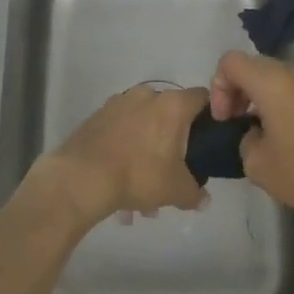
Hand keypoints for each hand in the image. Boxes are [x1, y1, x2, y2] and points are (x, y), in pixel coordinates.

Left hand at [38, 84, 209, 225]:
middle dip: (174, 140)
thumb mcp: (176, 190)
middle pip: (170, 113)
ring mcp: (119, 102)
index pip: (202, 97)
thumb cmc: (139, 174)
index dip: (210, 115)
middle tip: (174, 169)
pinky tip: (120, 179)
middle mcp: (147, 95)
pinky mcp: (98, 114)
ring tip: (142, 189)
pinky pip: (122, 129)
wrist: (82, 175)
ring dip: (148, 148)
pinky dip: (126, 147)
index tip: (209, 137)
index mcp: (172, 105)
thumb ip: (195, 193)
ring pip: (144, 123)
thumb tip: (203, 199)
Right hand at [209, 51, 293, 225]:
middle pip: (253, 66)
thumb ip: (244, 138)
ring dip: (258, 97)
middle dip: (236, 91)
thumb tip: (254, 133)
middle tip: (233, 124)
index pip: (231, 62)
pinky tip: (280, 137)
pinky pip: (293, 90)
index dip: (219, 88)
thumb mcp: (257, 164)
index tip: (224, 120)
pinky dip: (278, 103)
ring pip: (274, 77)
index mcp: (273, 81)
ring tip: (256, 133)